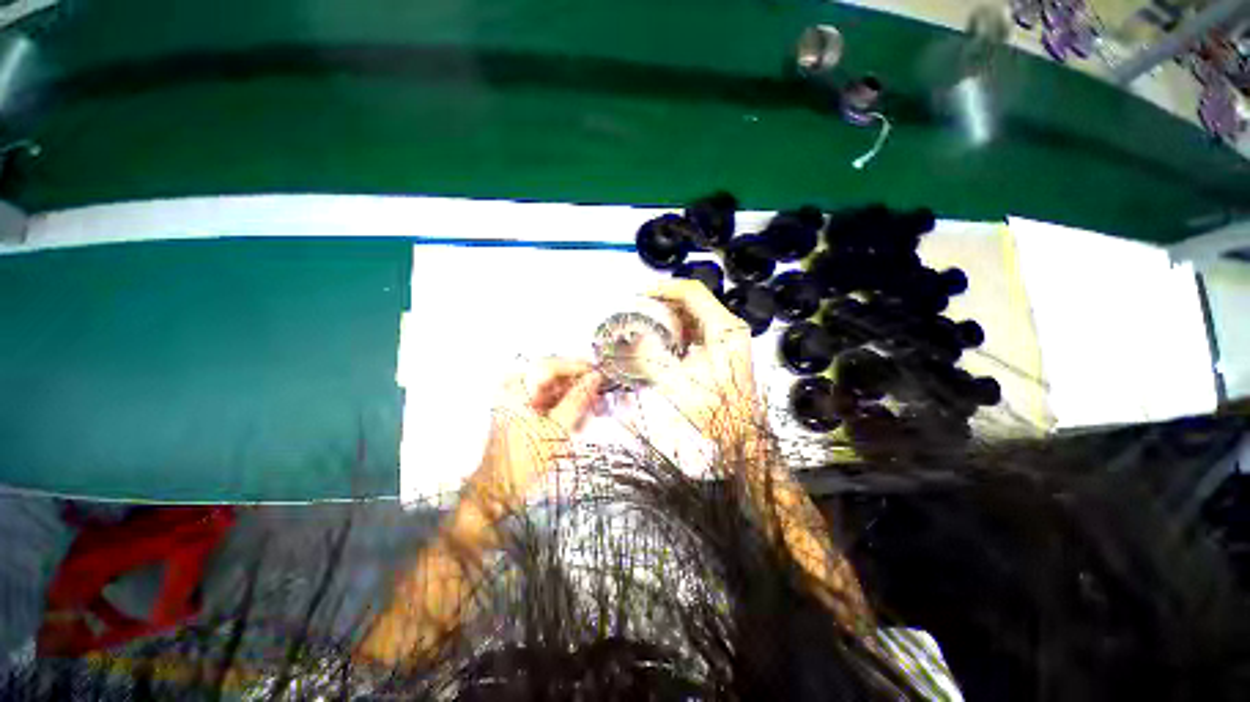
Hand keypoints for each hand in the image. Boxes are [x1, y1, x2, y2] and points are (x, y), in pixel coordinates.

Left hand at [470, 358, 603, 511]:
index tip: (599, 372)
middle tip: (600, 391)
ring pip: (552, 389)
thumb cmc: (525, 460)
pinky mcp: (521, 412)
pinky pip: (548, 402)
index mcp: (515, 389)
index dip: (576, 366)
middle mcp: (513, 388)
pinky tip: (579, 418)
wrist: (498, 491)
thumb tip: (596, 377)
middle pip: (552, 376)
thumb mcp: (556, 429)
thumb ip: (577, 399)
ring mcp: (516, 400)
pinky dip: (565, 407)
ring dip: (574, 397)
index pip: (550, 366)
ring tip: (594, 408)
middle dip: (578, 384)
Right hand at [638, 279, 760, 436]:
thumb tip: (631, 339)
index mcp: (724, 328)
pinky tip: (666, 340)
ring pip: (697, 313)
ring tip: (649, 322)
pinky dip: (681, 329)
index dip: (664, 289)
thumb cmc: (715, 409)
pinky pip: (700, 328)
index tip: (642, 294)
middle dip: (666, 302)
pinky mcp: (725, 348)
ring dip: (672, 315)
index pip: (692, 292)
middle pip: (695, 300)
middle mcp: (730, 327)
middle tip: (642, 308)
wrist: (739, 432)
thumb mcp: (676, 381)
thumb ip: (651, 357)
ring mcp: (729, 337)